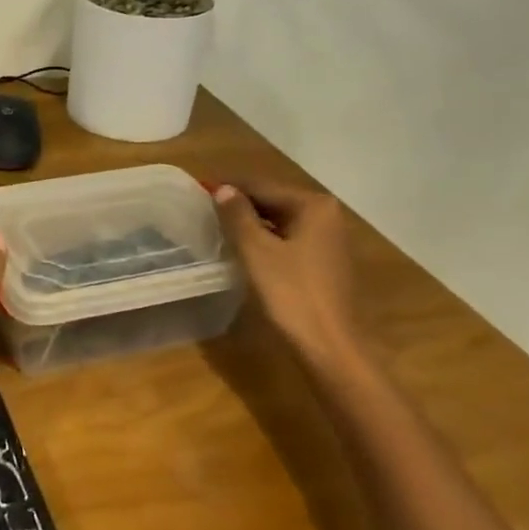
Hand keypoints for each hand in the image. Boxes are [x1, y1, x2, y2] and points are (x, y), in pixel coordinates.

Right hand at [213, 176, 365, 365]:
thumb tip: (223, 189)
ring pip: (281, 221)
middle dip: (241, 203)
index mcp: (313, 206)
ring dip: (251, 222)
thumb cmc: (291, 293)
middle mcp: (327, 215)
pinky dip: (266, 238)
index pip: (263, 185)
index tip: (200, 187)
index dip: (230, 187)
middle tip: (205, 207)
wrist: (328, 344)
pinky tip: (244, 247)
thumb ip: (238, 216)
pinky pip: (289, 239)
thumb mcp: (256, 251)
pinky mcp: (325, 261)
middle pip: (274, 200)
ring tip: (218, 226)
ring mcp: (329, 239)